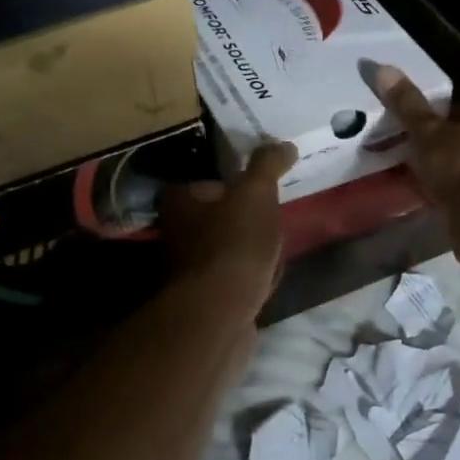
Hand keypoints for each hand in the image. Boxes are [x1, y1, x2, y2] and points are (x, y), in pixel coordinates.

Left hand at [156, 141, 297, 316]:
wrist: (220, 314)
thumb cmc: (233, 244)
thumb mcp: (255, 194)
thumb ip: (268, 166)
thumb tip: (284, 145)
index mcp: (179, 203)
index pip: (207, 185)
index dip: (235, 187)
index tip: (261, 193)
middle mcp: (176, 235)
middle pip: (218, 220)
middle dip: (245, 222)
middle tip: (272, 224)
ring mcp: (188, 271)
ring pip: (226, 252)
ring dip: (250, 253)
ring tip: (274, 254)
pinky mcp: (204, 300)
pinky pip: (233, 281)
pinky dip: (250, 279)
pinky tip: (267, 282)